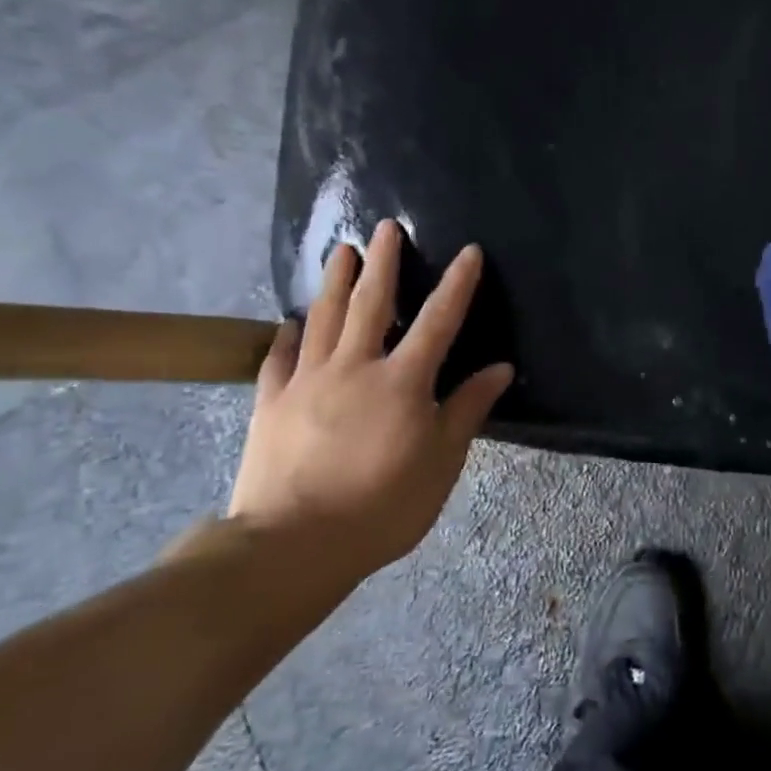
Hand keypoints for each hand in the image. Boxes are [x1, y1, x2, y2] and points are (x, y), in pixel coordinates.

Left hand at [226, 220, 513, 585]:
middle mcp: (354, 367)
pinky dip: (287, 335)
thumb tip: (500, 367)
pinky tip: (290, 323)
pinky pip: (279, 358)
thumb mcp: (441, 462)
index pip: (438, 321)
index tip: (468, 251)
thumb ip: (467, 409)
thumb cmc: (382, 506)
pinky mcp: (270, 402)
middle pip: (371, 303)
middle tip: (385, 226)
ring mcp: (306, 381)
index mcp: (402, 382)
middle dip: (383, 262)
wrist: (292, 544)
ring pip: (323, 318)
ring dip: (335, 281)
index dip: (456, 284)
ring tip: (341, 251)